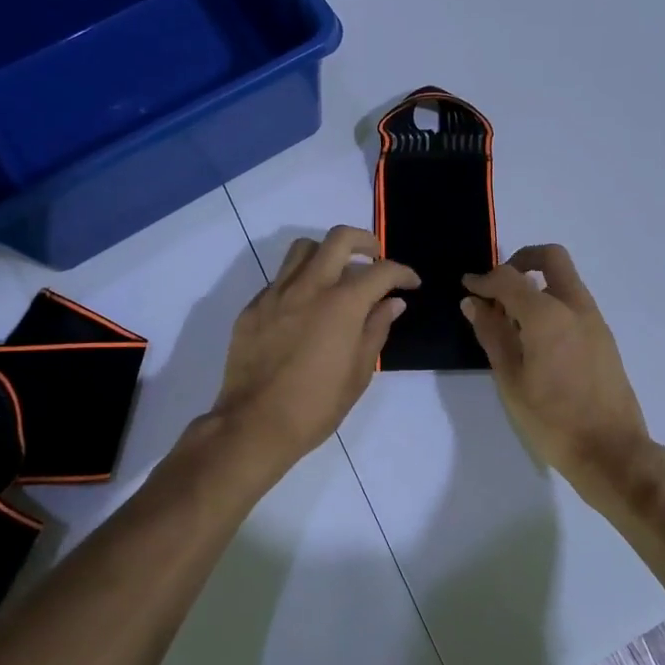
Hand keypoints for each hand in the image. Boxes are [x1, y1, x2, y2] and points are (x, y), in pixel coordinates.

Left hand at [208, 225, 417, 469]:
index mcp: (342, 304)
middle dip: (365, 242)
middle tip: (375, 258)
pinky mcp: (253, 307)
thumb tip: (392, 303)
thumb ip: (377, 329)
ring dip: (327, 253)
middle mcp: (309, 287)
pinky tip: (306, 307)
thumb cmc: (317, 406)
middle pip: (339, 238)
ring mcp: (276, 294)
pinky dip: (300, 281)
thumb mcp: (360, 372)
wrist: (254, 425)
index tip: (411, 284)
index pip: (381, 271)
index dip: (402, 273)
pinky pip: (281, 279)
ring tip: (337, 274)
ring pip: (304, 248)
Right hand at [461, 245, 657, 494]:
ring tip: (512, 320)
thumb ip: (492, 334)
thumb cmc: (552, 419)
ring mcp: (594, 320)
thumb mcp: (511, 379)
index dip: (484, 279)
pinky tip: (535, 339)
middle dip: (521, 261)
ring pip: (565, 280)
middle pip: (551, 258)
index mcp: (547, 314)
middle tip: (498, 287)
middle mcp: (575, 306)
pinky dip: (552, 303)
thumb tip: (474, 303)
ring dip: (537, 284)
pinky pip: (574, 303)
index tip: (468, 287)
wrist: (611, 451)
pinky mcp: (604, 337)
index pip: (509, 279)